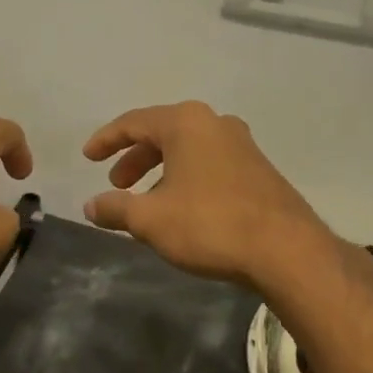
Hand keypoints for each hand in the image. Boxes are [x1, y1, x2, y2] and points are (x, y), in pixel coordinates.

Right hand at [82, 102, 346, 289]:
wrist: (285, 250)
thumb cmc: (209, 224)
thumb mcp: (149, 219)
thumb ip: (115, 208)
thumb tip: (90, 206)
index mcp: (186, 123)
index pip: (133, 122)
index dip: (105, 140)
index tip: (87, 157)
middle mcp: (215, 124)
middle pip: (162, 133)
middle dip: (134, 158)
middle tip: (117, 183)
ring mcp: (242, 145)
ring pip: (188, 150)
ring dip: (160, 170)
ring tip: (146, 200)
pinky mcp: (258, 169)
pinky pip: (209, 164)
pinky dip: (185, 178)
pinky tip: (181, 207)